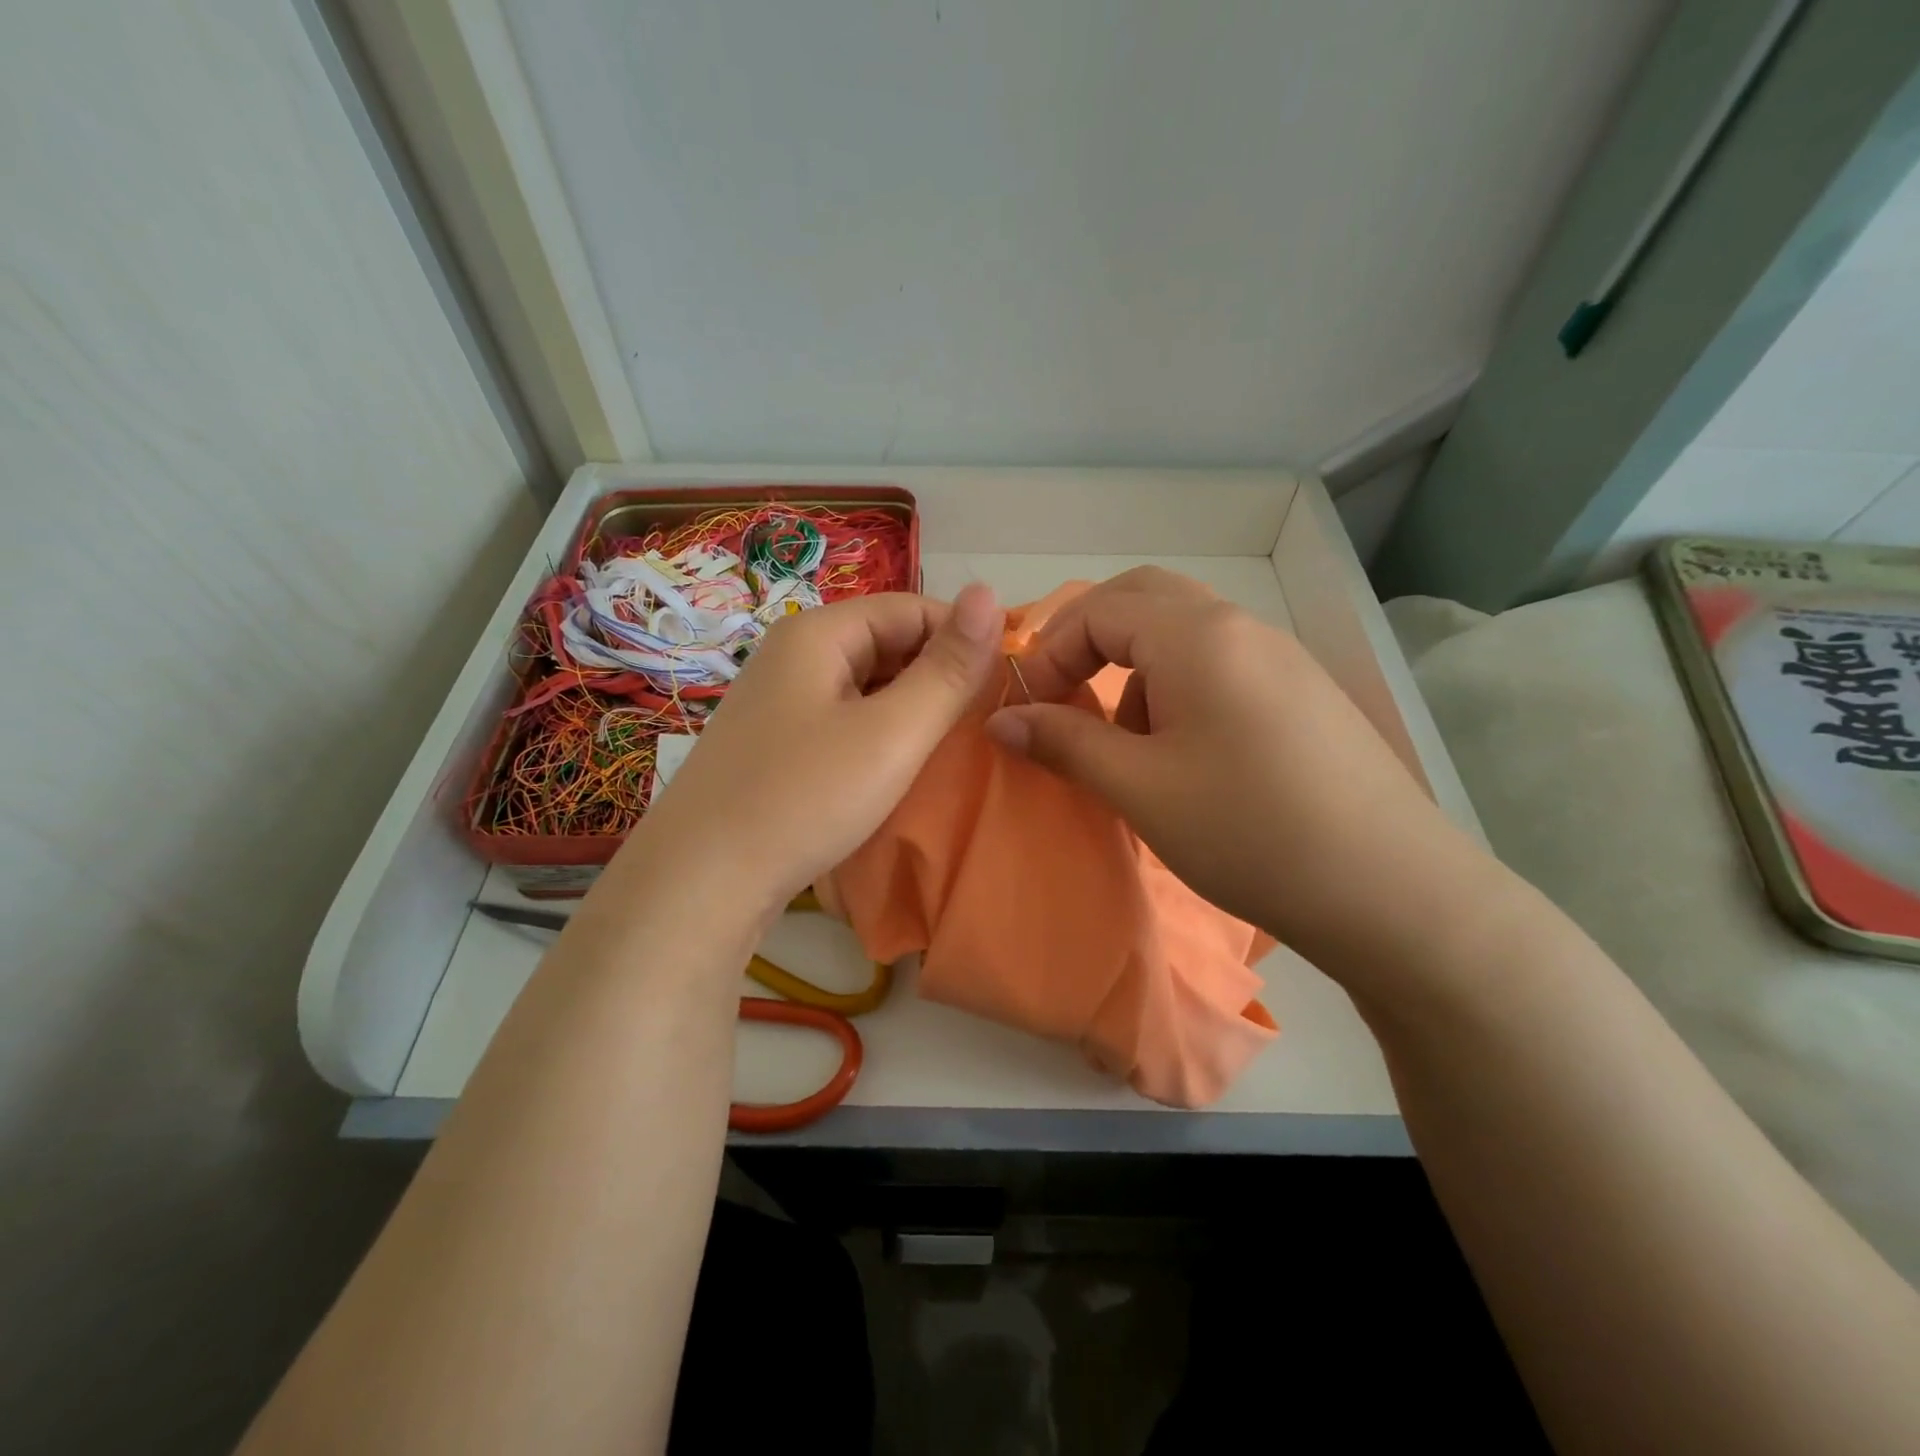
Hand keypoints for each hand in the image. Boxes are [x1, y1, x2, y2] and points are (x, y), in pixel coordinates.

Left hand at [633, 584, 1003, 912]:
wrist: (702, 882)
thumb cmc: (805, 797)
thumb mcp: (891, 733)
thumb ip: (947, 669)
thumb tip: (990, 593)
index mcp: (817, 633)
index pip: (910, 608)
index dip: (963, 637)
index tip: (1006, 681)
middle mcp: (793, 654)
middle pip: (885, 642)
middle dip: (937, 674)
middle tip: (982, 721)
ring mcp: (779, 701)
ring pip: (865, 684)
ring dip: (910, 706)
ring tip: (949, 745)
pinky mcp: (775, 743)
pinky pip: (843, 718)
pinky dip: (879, 732)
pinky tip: (896, 766)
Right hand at [985, 567, 1469, 968]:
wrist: (1391, 892)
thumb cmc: (1249, 831)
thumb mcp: (1139, 788)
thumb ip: (1064, 743)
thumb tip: (1001, 721)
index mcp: (1197, 636)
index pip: (1098, 610)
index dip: (1050, 653)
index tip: (1029, 711)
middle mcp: (1240, 627)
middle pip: (1144, 601)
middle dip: (1090, 643)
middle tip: (1066, 700)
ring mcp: (1279, 657)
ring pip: (1182, 635)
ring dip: (1135, 671)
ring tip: (1128, 747)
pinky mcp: (1302, 693)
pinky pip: (1220, 666)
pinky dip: (1178, 691)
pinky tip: (1185, 760)